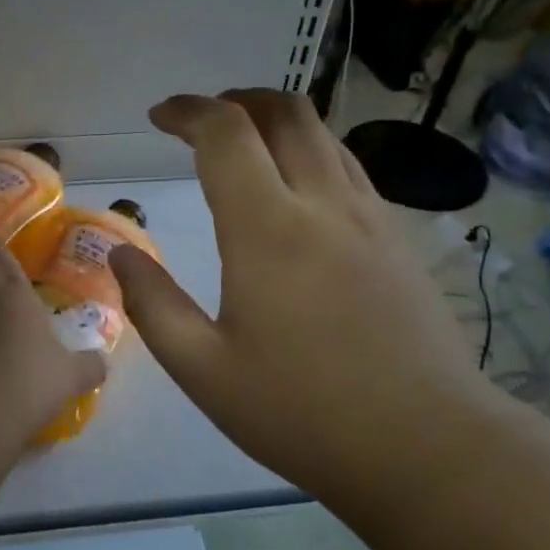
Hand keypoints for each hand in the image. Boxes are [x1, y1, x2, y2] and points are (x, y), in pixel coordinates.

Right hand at [109, 89, 498, 507]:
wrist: (430, 449)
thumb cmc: (305, 412)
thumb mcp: (204, 371)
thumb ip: (153, 305)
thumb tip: (119, 254)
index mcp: (268, 229)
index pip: (226, 132)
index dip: (188, 111)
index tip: (159, 117)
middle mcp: (323, 203)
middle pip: (284, 111)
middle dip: (236, 100)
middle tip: (202, 121)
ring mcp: (370, 216)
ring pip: (323, 133)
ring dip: (276, 120)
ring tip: (244, 144)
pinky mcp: (399, 236)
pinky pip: (349, 165)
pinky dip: (311, 150)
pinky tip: (297, 188)